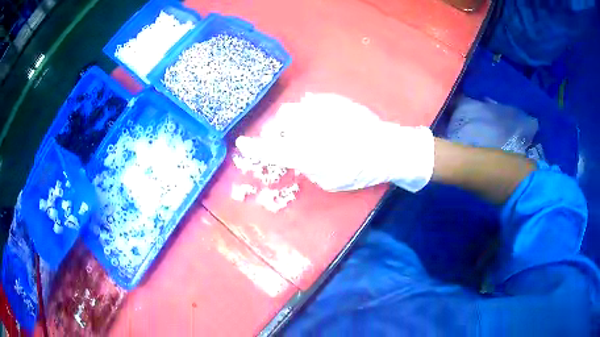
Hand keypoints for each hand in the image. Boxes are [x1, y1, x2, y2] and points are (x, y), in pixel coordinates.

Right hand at [236, 93, 433, 191]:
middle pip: (280, 122)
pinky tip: (320, 119)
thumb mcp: (330, 181)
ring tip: (305, 128)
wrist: (387, 147)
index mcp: (308, 153)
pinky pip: (310, 101)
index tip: (242, 144)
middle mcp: (311, 127)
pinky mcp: (333, 99)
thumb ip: (307, 167)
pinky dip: (308, 111)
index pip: (273, 150)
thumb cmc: (360, 170)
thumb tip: (297, 155)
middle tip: (285, 138)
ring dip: (293, 120)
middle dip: (278, 130)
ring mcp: (322, 110)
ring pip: (294, 109)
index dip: (254, 148)